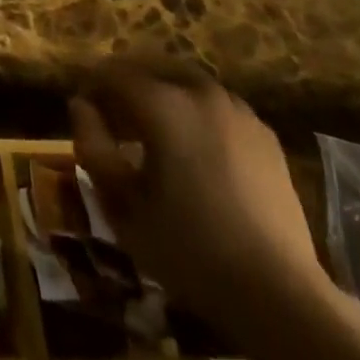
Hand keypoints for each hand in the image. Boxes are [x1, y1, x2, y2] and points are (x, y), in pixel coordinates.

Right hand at [70, 65, 325, 333]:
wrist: (278, 293)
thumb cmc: (189, 248)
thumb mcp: (123, 205)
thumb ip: (94, 147)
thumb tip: (80, 106)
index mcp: (163, 103)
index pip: (114, 72)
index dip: (92, 85)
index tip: (84, 110)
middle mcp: (199, 91)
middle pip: (151, 66)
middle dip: (127, 82)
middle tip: (114, 116)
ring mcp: (237, 109)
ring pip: (187, 81)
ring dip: (162, 93)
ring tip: (153, 131)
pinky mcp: (264, 134)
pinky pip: (217, 105)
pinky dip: (196, 111)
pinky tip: (195, 149)